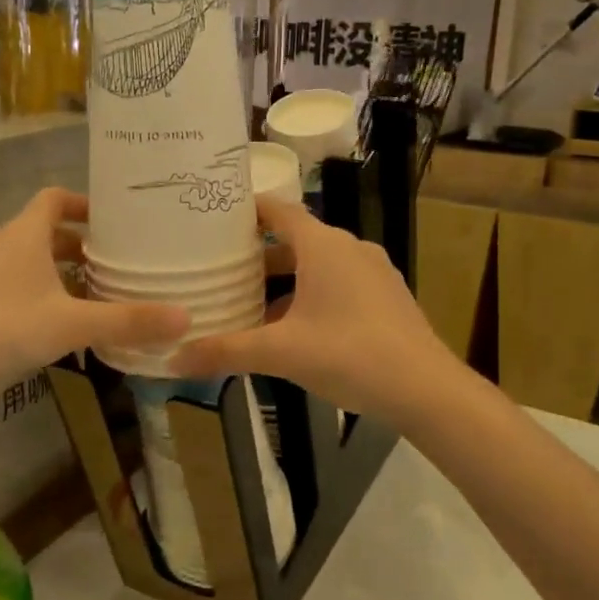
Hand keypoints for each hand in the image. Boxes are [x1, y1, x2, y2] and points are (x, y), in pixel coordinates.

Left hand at [0, 189, 188, 401]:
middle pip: (47, 231)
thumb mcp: (72, 325)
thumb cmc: (3, 330)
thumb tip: (186, 318)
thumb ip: (128, 321)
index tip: (116, 221)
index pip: (54, 198)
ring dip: (64, 271)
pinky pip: (19, 285)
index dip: (85, 204)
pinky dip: (46, 293)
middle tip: (119, 261)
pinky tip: (65, 323)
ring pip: (33, 261)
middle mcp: (3, 246)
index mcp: (23, 235)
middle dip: (83, 244)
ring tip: (99, 292)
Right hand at [171, 196, 451, 421]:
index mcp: (323, 246)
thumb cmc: (349, 355)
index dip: (247, 211)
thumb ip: (226, 352)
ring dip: (285, 281)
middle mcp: (350, 248)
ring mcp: (373, 272)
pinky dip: (311, 295)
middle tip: (221, 271)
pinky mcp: (386, 297)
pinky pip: (339, 284)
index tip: (215, 219)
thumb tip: (173, 359)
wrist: (425, 388)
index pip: (278, 211)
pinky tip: (294, 329)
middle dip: (259, 256)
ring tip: (251, 304)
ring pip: (318, 266)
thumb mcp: (280, 353)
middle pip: (295, 240)